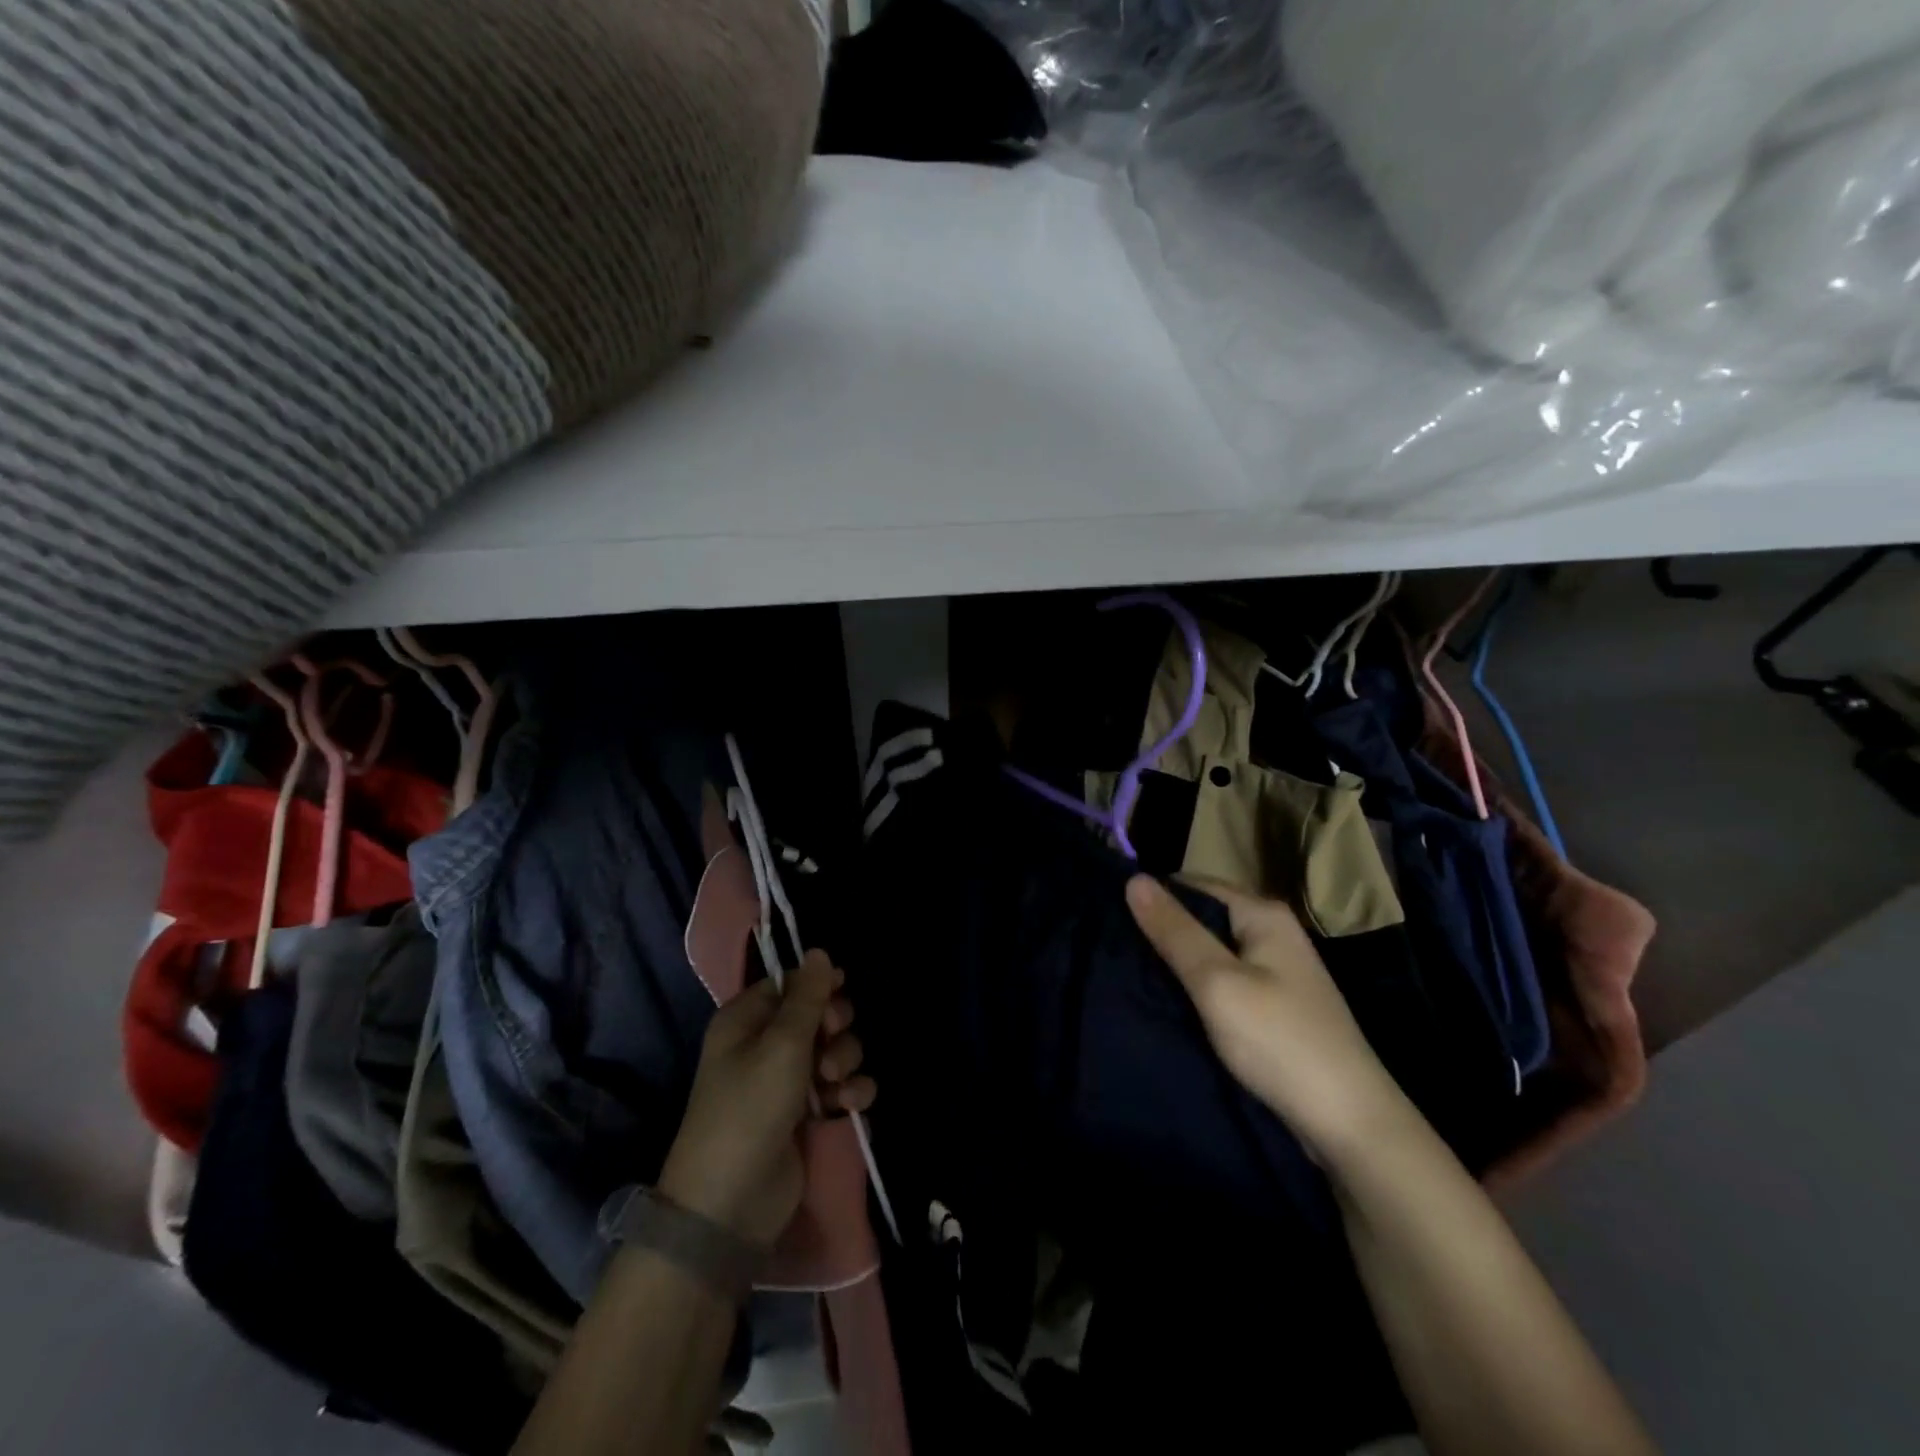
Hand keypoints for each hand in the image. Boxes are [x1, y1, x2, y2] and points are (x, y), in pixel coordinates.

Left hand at [657, 951, 874, 1246]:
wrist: (731, 1202)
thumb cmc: (749, 1108)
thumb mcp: (781, 1044)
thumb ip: (807, 997)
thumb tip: (819, 951)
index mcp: (746, 1020)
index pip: (790, 984)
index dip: (818, 986)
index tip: (838, 991)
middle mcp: (766, 1045)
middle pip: (819, 1014)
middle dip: (835, 1026)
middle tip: (830, 1041)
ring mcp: (788, 1081)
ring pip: (836, 1049)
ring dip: (845, 1060)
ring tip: (834, 1083)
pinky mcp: (808, 1114)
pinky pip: (842, 1086)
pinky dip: (851, 1091)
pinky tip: (849, 1104)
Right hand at [1126, 875, 1414, 1165]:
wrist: (1350, 1125)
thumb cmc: (1280, 1042)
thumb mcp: (1217, 982)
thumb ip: (1174, 931)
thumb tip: (1133, 878)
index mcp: (1263, 914)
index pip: (1192, 884)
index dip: (1152, 896)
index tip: (1108, 914)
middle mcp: (1272, 932)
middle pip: (1202, 916)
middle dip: (1162, 929)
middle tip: (1113, 945)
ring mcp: (1276, 969)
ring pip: (1211, 950)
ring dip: (1176, 960)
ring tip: (1128, 969)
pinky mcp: (1274, 1004)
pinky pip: (1223, 978)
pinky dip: (1196, 985)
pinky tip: (1167, 998)